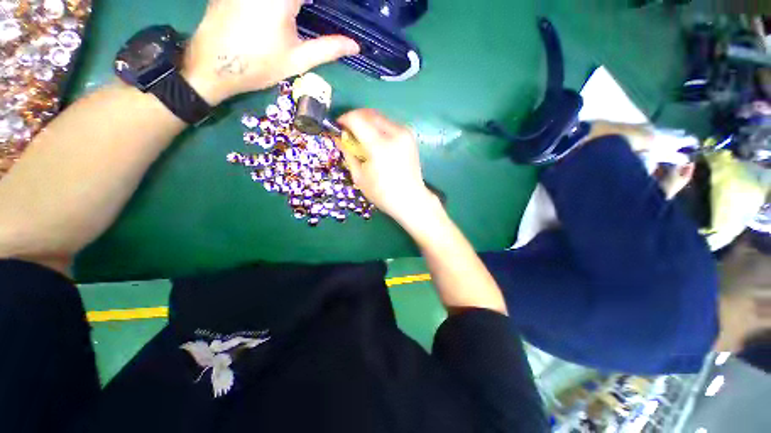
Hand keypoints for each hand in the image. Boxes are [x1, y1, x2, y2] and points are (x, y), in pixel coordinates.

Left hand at [182, 0, 359, 104]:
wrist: (212, 65)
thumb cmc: (259, 65)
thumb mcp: (297, 59)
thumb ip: (328, 48)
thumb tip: (354, 46)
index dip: (322, 5)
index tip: (328, 12)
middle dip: (305, 5)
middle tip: (311, 13)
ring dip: (293, 5)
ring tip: (298, 16)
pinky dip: (279, 3)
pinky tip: (283, 13)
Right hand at [337, 109, 438, 225]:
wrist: (410, 199)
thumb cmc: (383, 194)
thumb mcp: (359, 177)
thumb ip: (348, 153)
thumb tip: (339, 137)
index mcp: (379, 146)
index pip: (357, 119)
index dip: (344, 120)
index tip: (338, 127)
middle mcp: (395, 134)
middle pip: (369, 114)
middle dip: (355, 118)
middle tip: (348, 132)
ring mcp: (405, 134)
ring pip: (380, 118)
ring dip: (367, 123)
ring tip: (362, 138)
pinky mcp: (410, 137)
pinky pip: (390, 125)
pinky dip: (379, 128)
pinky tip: (376, 142)